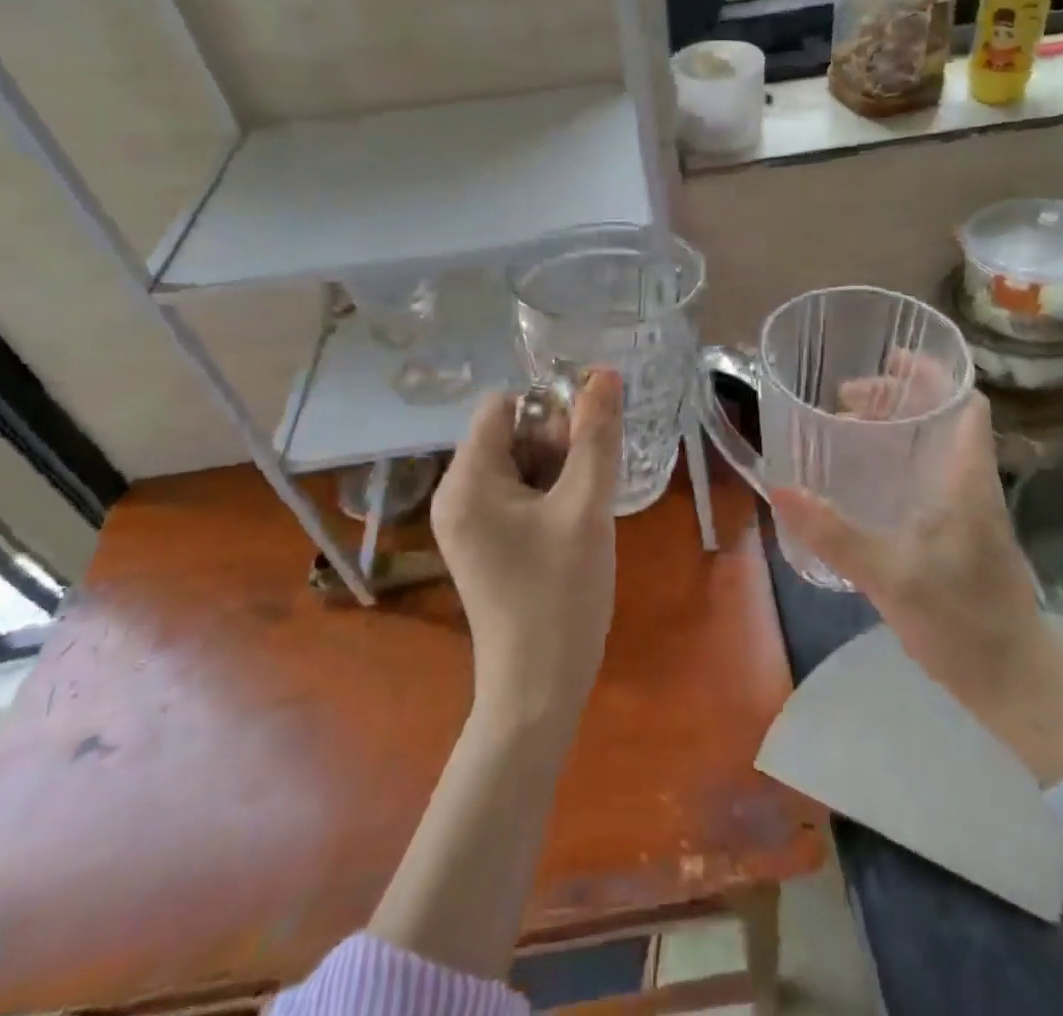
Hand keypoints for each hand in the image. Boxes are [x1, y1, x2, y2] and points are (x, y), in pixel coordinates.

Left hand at [430, 370, 624, 731]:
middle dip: (557, 442)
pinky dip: (551, 495)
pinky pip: (520, 494)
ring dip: (560, 470)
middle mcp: (457, 494)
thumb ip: (596, 435)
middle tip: (588, 483)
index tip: (587, 441)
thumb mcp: (585, 506)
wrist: (539, 689)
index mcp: (466, 480)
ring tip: (585, 508)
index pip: (503, 405)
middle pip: (511, 433)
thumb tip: (606, 373)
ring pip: (521, 464)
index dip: (550, 409)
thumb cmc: (560, 594)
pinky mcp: (487, 543)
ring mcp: (470, 522)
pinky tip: (575, 523)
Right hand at [771, 376, 1062, 730]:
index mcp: (966, 477)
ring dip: (899, 427)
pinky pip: (931, 476)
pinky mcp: (963, 535)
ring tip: (850, 428)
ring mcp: (970, 510)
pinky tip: (867, 482)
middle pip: (946, 416)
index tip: (888, 358)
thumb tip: (780, 490)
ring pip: (937, 446)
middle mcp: (972, 483)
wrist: (1015, 683)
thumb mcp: (889, 575)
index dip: (933, 372)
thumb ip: (834, 534)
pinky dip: (900, 461)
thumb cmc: (961, 621)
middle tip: (848, 397)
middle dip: (900, 395)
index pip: (966, 402)